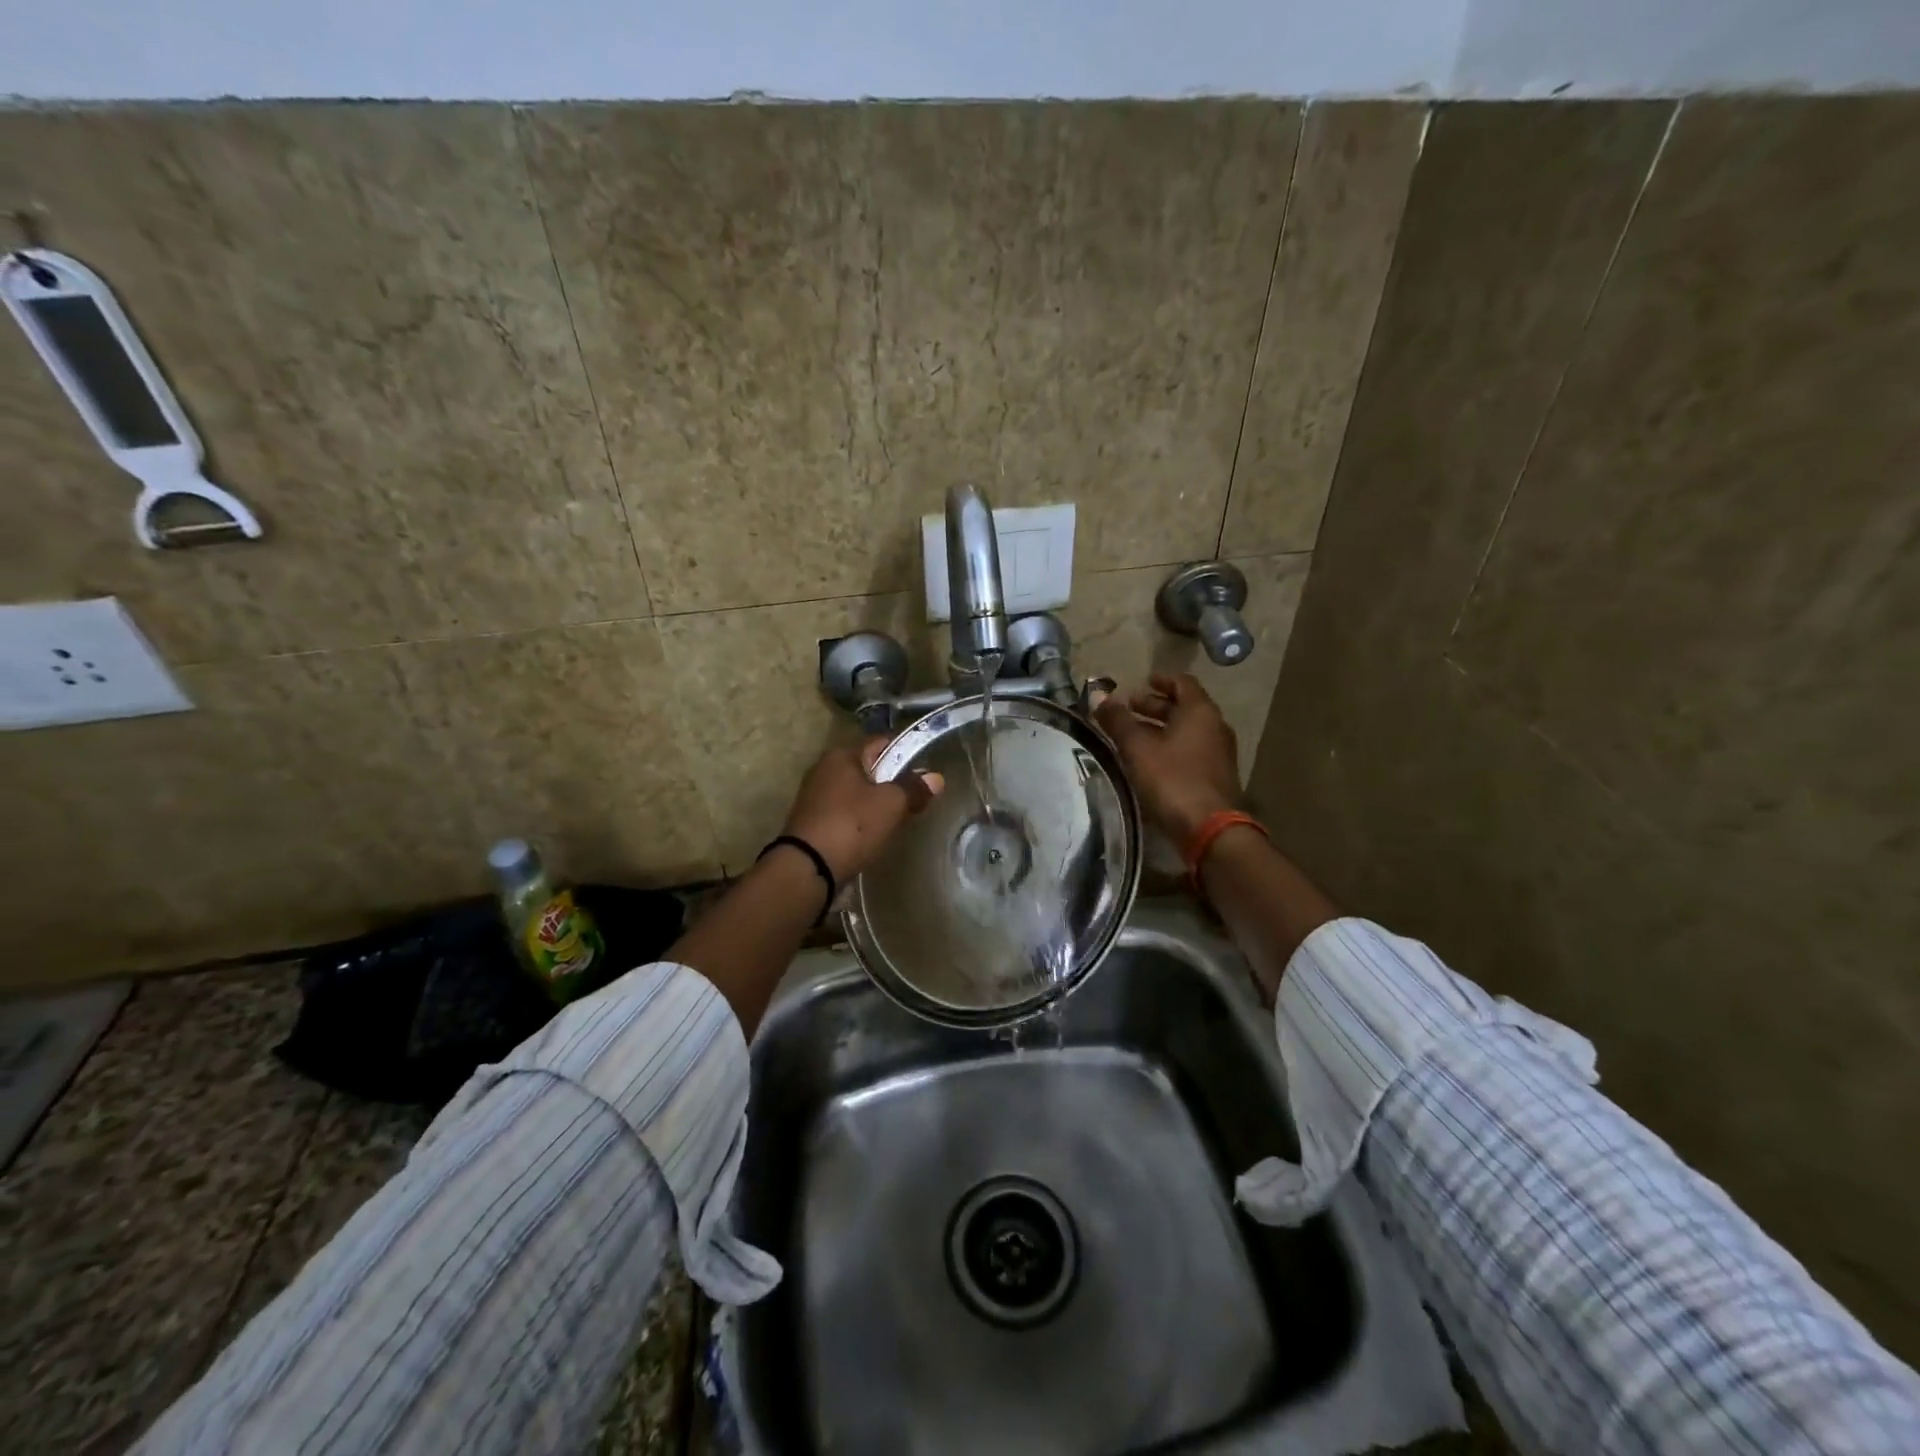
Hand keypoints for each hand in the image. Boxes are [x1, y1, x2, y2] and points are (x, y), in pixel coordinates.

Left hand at [782, 738, 945, 881]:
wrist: (807, 868)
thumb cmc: (852, 825)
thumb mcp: (891, 804)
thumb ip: (914, 789)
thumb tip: (936, 778)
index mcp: (842, 755)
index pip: (881, 742)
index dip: (905, 750)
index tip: (926, 766)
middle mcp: (824, 769)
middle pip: (867, 767)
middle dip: (891, 779)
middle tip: (915, 795)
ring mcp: (815, 796)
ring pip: (856, 791)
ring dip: (875, 801)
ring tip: (898, 816)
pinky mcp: (812, 821)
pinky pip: (845, 812)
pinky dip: (860, 818)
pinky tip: (874, 832)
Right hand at [1094, 673, 1245, 845]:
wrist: (1210, 829)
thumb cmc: (1172, 779)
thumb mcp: (1137, 747)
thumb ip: (1117, 720)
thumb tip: (1098, 694)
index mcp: (1200, 711)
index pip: (1182, 682)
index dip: (1160, 680)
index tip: (1140, 682)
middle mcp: (1214, 726)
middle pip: (1184, 707)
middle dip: (1155, 706)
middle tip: (1128, 709)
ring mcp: (1219, 753)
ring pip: (1187, 731)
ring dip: (1161, 728)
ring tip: (1132, 736)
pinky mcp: (1216, 776)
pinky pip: (1191, 751)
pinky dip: (1170, 747)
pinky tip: (1149, 761)